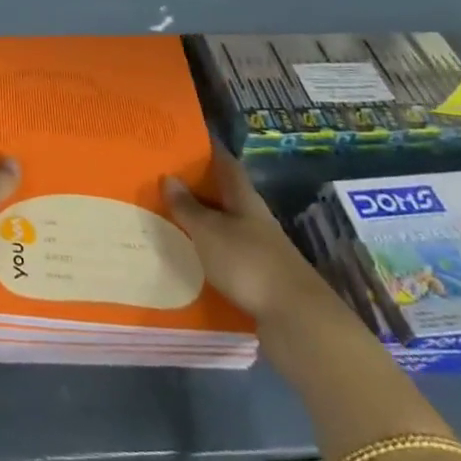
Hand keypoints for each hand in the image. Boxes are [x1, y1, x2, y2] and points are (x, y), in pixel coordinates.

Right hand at [165, 149, 337, 330]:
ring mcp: (259, 249)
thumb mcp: (209, 231)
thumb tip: (169, 177)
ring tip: (168, 218)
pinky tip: (188, 258)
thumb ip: (188, 207)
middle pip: (224, 194)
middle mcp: (254, 218)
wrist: (297, 321)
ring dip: (201, 222)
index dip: (207, 149)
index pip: (225, 163)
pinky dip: (208, 253)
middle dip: (197, 186)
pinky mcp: (259, 279)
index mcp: (244, 198)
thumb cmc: (249, 263)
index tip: (183, 139)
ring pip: (225, 226)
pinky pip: (226, 256)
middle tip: (163, 179)